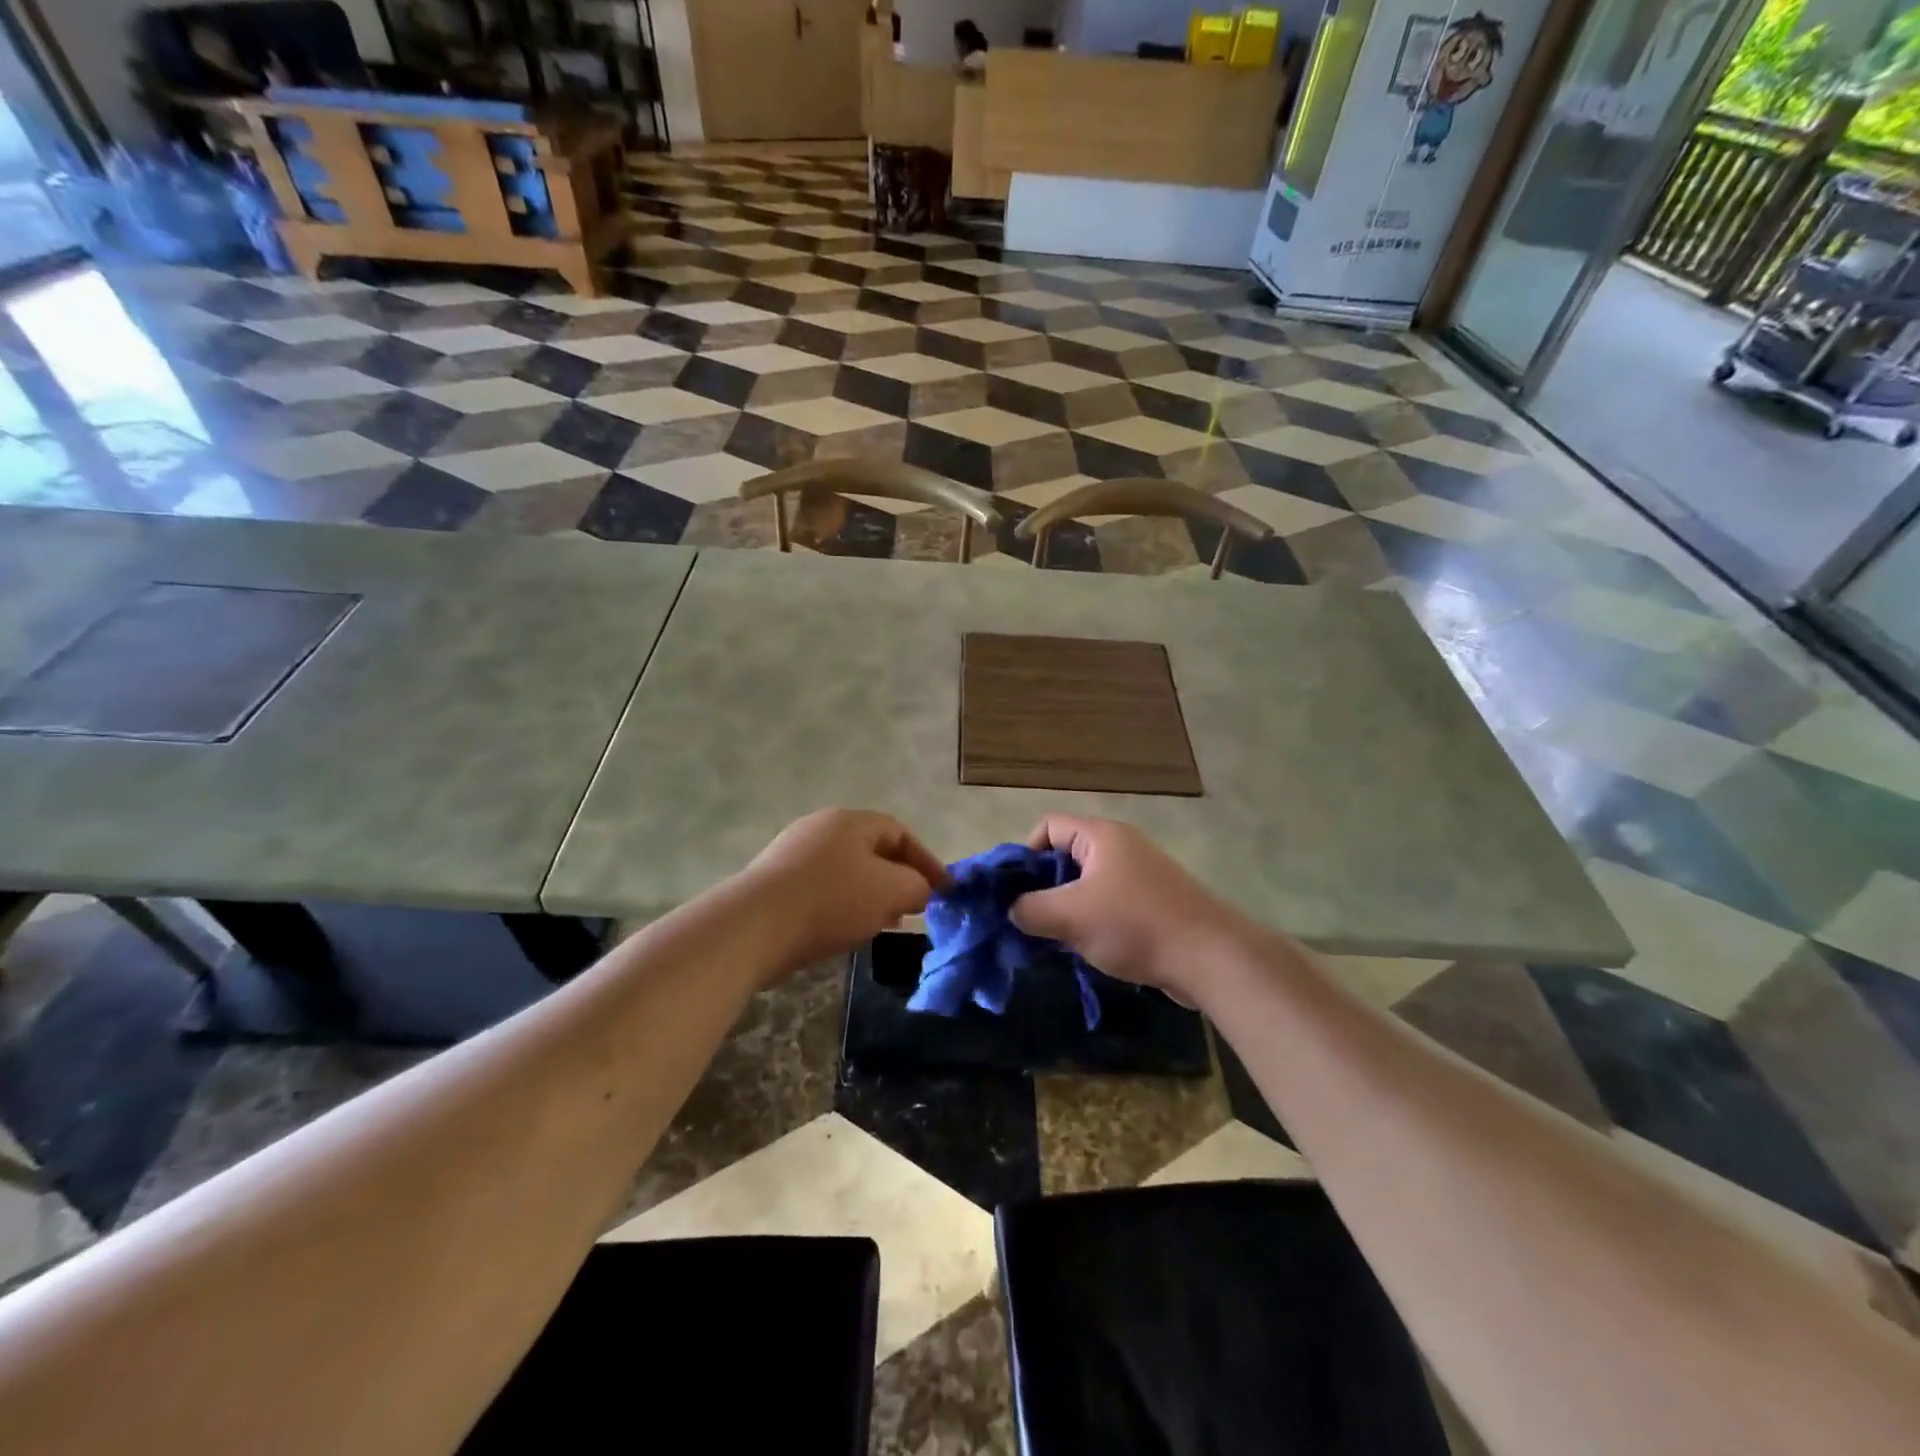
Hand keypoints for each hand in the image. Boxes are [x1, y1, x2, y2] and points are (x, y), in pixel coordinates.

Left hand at [740, 809, 950, 975]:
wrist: (753, 927)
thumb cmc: (831, 900)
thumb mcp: (890, 891)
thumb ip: (917, 887)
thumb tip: (919, 890)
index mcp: (850, 821)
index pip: (900, 832)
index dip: (926, 861)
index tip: (944, 890)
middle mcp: (820, 828)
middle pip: (871, 850)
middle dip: (898, 878)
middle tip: (913, 907)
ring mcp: (792, 853)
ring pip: (846, 870)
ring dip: (870, 894)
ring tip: (881, 923)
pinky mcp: (773, 882)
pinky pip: (821, 888)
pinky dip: (842, 904)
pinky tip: (843, 929)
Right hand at [1009, 815, 1251, 1004]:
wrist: (1210, 958)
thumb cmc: (1134, 924)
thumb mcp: (1070, 916)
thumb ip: (1029, 909)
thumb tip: (1011, 910)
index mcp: (1101, 836)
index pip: (1048, 827)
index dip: (1025, 854)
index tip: (1016, 891)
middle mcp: (1120, 846)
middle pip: (1066, 856)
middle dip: (1043, 888)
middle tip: (1029, 920)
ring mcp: (1140, 875)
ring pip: (1086, 885)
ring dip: (1066, 909)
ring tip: (1054, 940)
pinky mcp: (1152, 903)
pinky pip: (1109, 904)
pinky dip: (1092, 922)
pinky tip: (1086, 949)